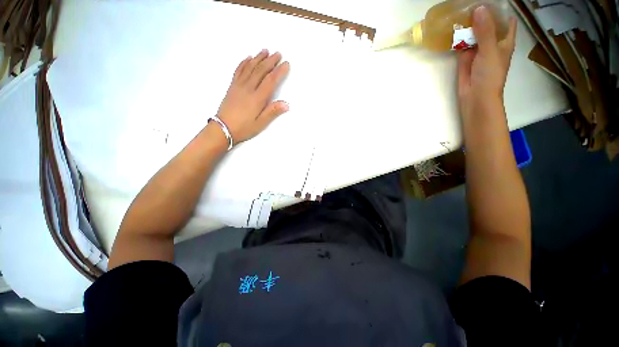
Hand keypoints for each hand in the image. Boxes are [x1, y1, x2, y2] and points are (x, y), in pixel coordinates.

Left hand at [216, 49, 289, 143]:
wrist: (223, 128)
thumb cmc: (244, 128)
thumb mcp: (261, 123)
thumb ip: (273, 112)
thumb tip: (286, 104)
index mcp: (257, 98)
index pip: (270, 81)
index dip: (279, 71)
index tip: (286, 64)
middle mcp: (248, 88)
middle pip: (260, 71)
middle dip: (270, 61)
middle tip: (278, 54)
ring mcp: (239, 86)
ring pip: (250, 67)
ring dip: (258, 58)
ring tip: (265, 51)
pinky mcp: (232, 86)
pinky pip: (238, 70)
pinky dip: (244, 63)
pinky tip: (248, 58)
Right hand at [458, 6, 516, 119]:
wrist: (475, 96)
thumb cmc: (490, 75)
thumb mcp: (490, 51)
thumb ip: (485, 31)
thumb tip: (479, 8)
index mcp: (504, 40)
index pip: (506, 19)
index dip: (500, 9)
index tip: (491, 0)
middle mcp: (491, 41)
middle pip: (488, 23)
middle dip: (480, 13)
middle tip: (468, 1)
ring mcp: (477, 49)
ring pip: (473, 32)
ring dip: (467, 23)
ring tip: (458, 9)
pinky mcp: (464, 56)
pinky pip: (462, 42)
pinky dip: (458, 36)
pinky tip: (452, 26)